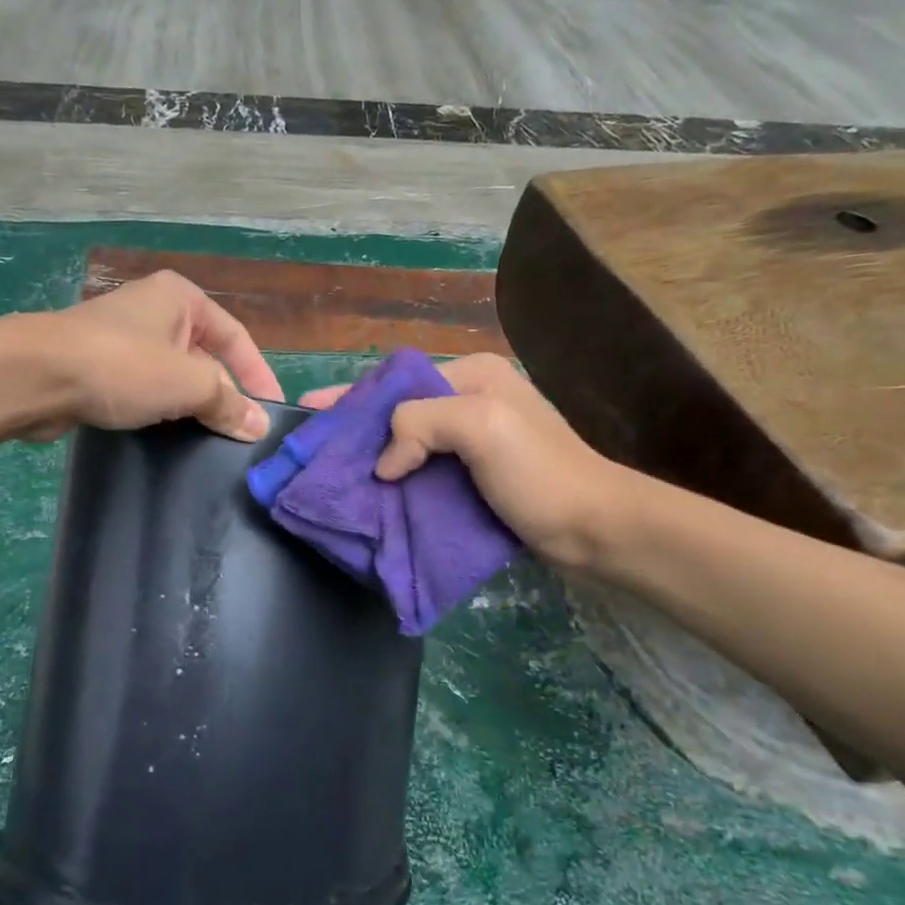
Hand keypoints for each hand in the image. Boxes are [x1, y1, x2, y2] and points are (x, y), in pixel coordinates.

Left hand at [33, 271, 284, 441]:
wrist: (34, 375)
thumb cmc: (122, 366)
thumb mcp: (188, 383)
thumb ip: (228, 403)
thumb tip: (260, 426)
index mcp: (181, 298)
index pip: (237, 337)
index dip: (259, 375)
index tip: (271, 413)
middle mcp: (154, 311)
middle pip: (205, 358)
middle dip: (222, 395)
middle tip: (239, 435)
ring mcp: (122, 338)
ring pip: (173, 377)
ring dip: (190, 407)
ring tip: (208, 442)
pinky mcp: (98, 366)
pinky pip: (143, 389)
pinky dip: (158, 410)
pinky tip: (167, 438)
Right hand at [302, 353, 631, 572]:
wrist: (595, 529)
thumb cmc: (539, 472)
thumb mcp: (480, 426)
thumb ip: (421, 424)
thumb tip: (385, 465)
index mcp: (473, 375)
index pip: (398, 380)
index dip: (352, 395)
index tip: (309, 409)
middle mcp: (472, 399)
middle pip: (400, 409)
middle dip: (358, 427)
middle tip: (316, 449)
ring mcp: (476, 440)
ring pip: (410, 442)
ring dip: (375, 457)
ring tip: (334, 475)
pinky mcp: (478, 476)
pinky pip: (425, 470)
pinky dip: (398, 481)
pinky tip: (374, 496)